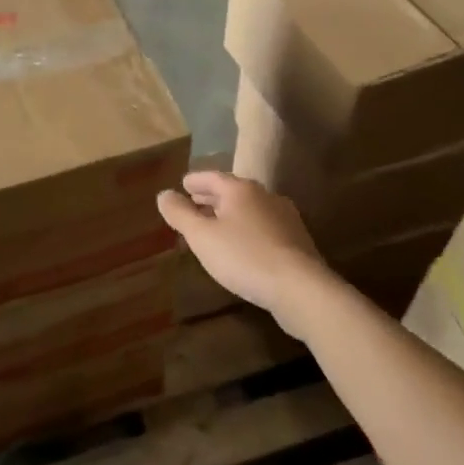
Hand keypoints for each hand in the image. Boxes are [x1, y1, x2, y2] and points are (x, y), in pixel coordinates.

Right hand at [157, 172, 328, 316]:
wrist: (299, 287)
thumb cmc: (244, 257)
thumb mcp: (202, 237)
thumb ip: (180, 214)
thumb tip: (164, 194)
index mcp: (240, 190)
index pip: (212, 177)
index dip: (195, 181)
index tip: (182, 185)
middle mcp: (264, 196)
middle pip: (232, 191)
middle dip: (210, 197)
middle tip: (193, 202)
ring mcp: (284, 217)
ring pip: (248, 209)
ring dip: (228, 214)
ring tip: (213, 226)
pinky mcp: (295, 239)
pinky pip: (262, 226)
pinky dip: (245, 228)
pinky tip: (240, 245)